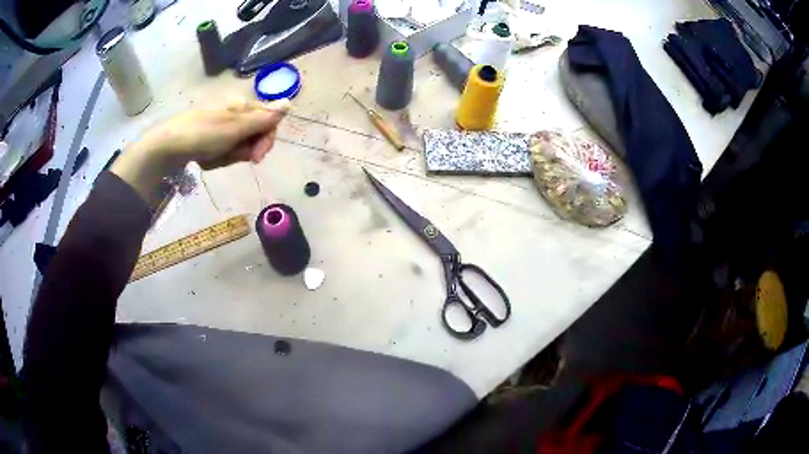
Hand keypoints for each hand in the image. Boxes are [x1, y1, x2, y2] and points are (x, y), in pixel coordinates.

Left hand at [112, 99, 288, 206]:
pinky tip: (207, 159)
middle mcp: (235, 114)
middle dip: (245, 150)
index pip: (269, 121)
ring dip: (230, 156)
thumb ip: (264, 118)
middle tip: (231, 156)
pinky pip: (224, 152)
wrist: (168, 146)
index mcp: (243, 106)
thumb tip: (289, 103)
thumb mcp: (236, 127)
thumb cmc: (203, 134)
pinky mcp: (210, 140)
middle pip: (255, 136)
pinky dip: (218, 159)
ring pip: (240, 147)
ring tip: (214, 157)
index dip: (267, 139)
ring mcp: (222, 127)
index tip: (257, 156)